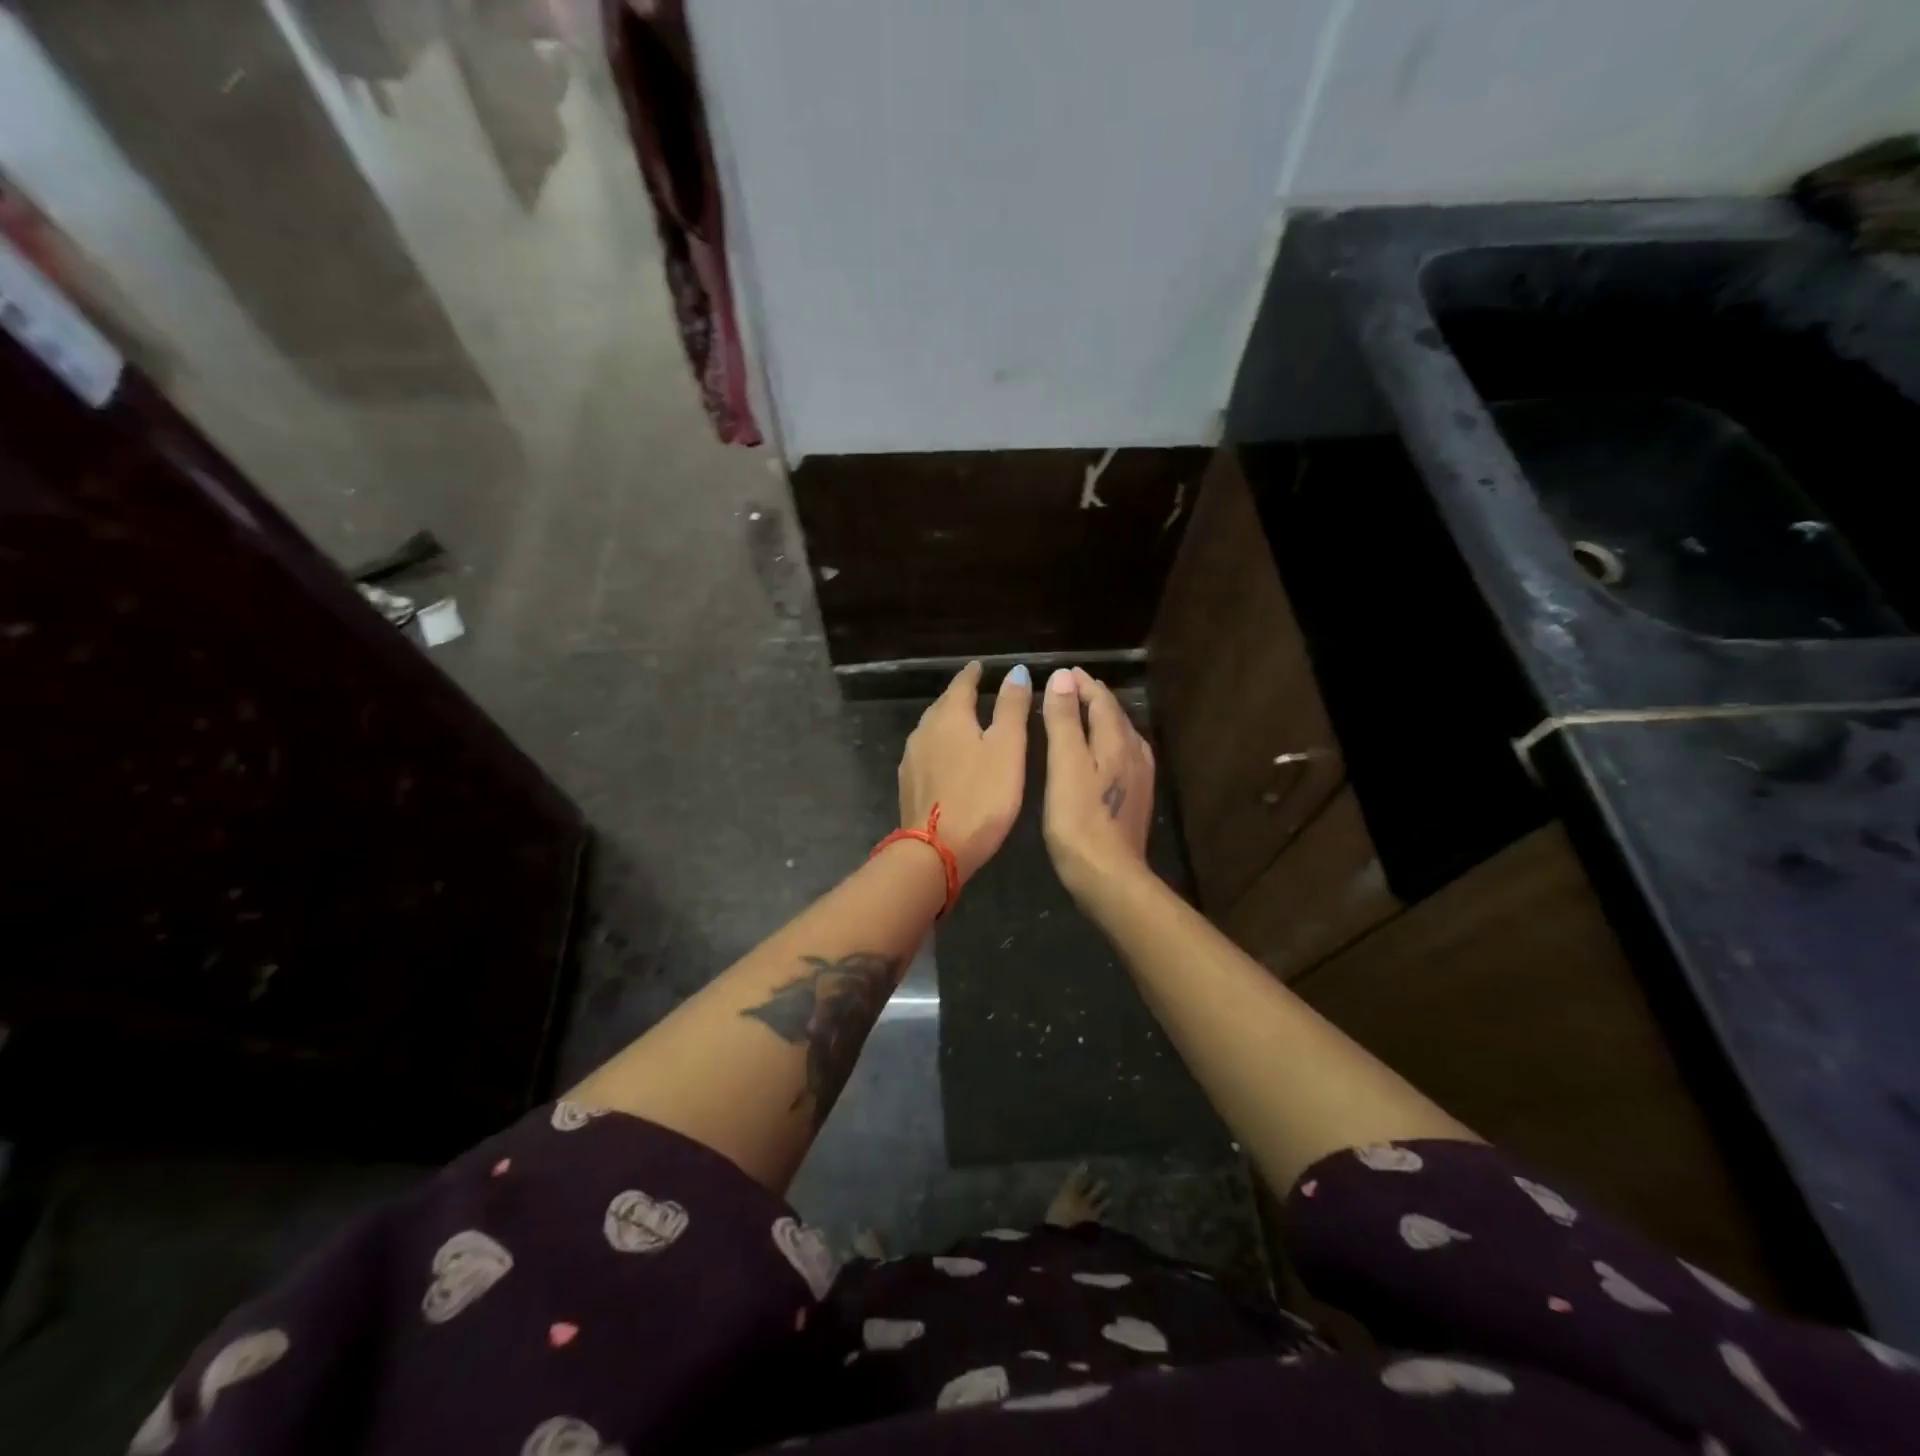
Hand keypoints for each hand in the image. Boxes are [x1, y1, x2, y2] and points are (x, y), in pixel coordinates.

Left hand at [897, 662, 1032, 885]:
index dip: (974, 674)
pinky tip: (949, 758)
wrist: (935, 851)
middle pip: (943, 705)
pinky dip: (941, 746)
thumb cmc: (981, 797)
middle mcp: (924, 730)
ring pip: (932, 729)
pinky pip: (927, 752)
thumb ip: (1012, 708)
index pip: (962, 684)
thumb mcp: (1007, 749)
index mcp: (949, 716)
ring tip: (967, 724)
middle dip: (960, 696)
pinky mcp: (909, 783)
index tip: (982, 667)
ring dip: (949, 722)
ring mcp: (912, 758)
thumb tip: (1016, 671)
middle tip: (978, 693)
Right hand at [1041, 667, 1154, 898]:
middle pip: (1115, 715)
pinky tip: (1102, 755)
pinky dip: (1108, 743)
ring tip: (1083, 714)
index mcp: (1117, 741)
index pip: (1102, 701)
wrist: (1110, 876)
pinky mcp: (1136, 799)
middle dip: (1093, 698)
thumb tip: (1064, 677)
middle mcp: (1135, 753)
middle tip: (1070, 687)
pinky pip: (1123, 756)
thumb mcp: (1064, 766)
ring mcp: (1140, 778)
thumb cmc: (1079, 820)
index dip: (1082, 684)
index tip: (1064, 673)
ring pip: (1122, 736)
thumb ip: (1064, 720)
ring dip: (1102, 720)